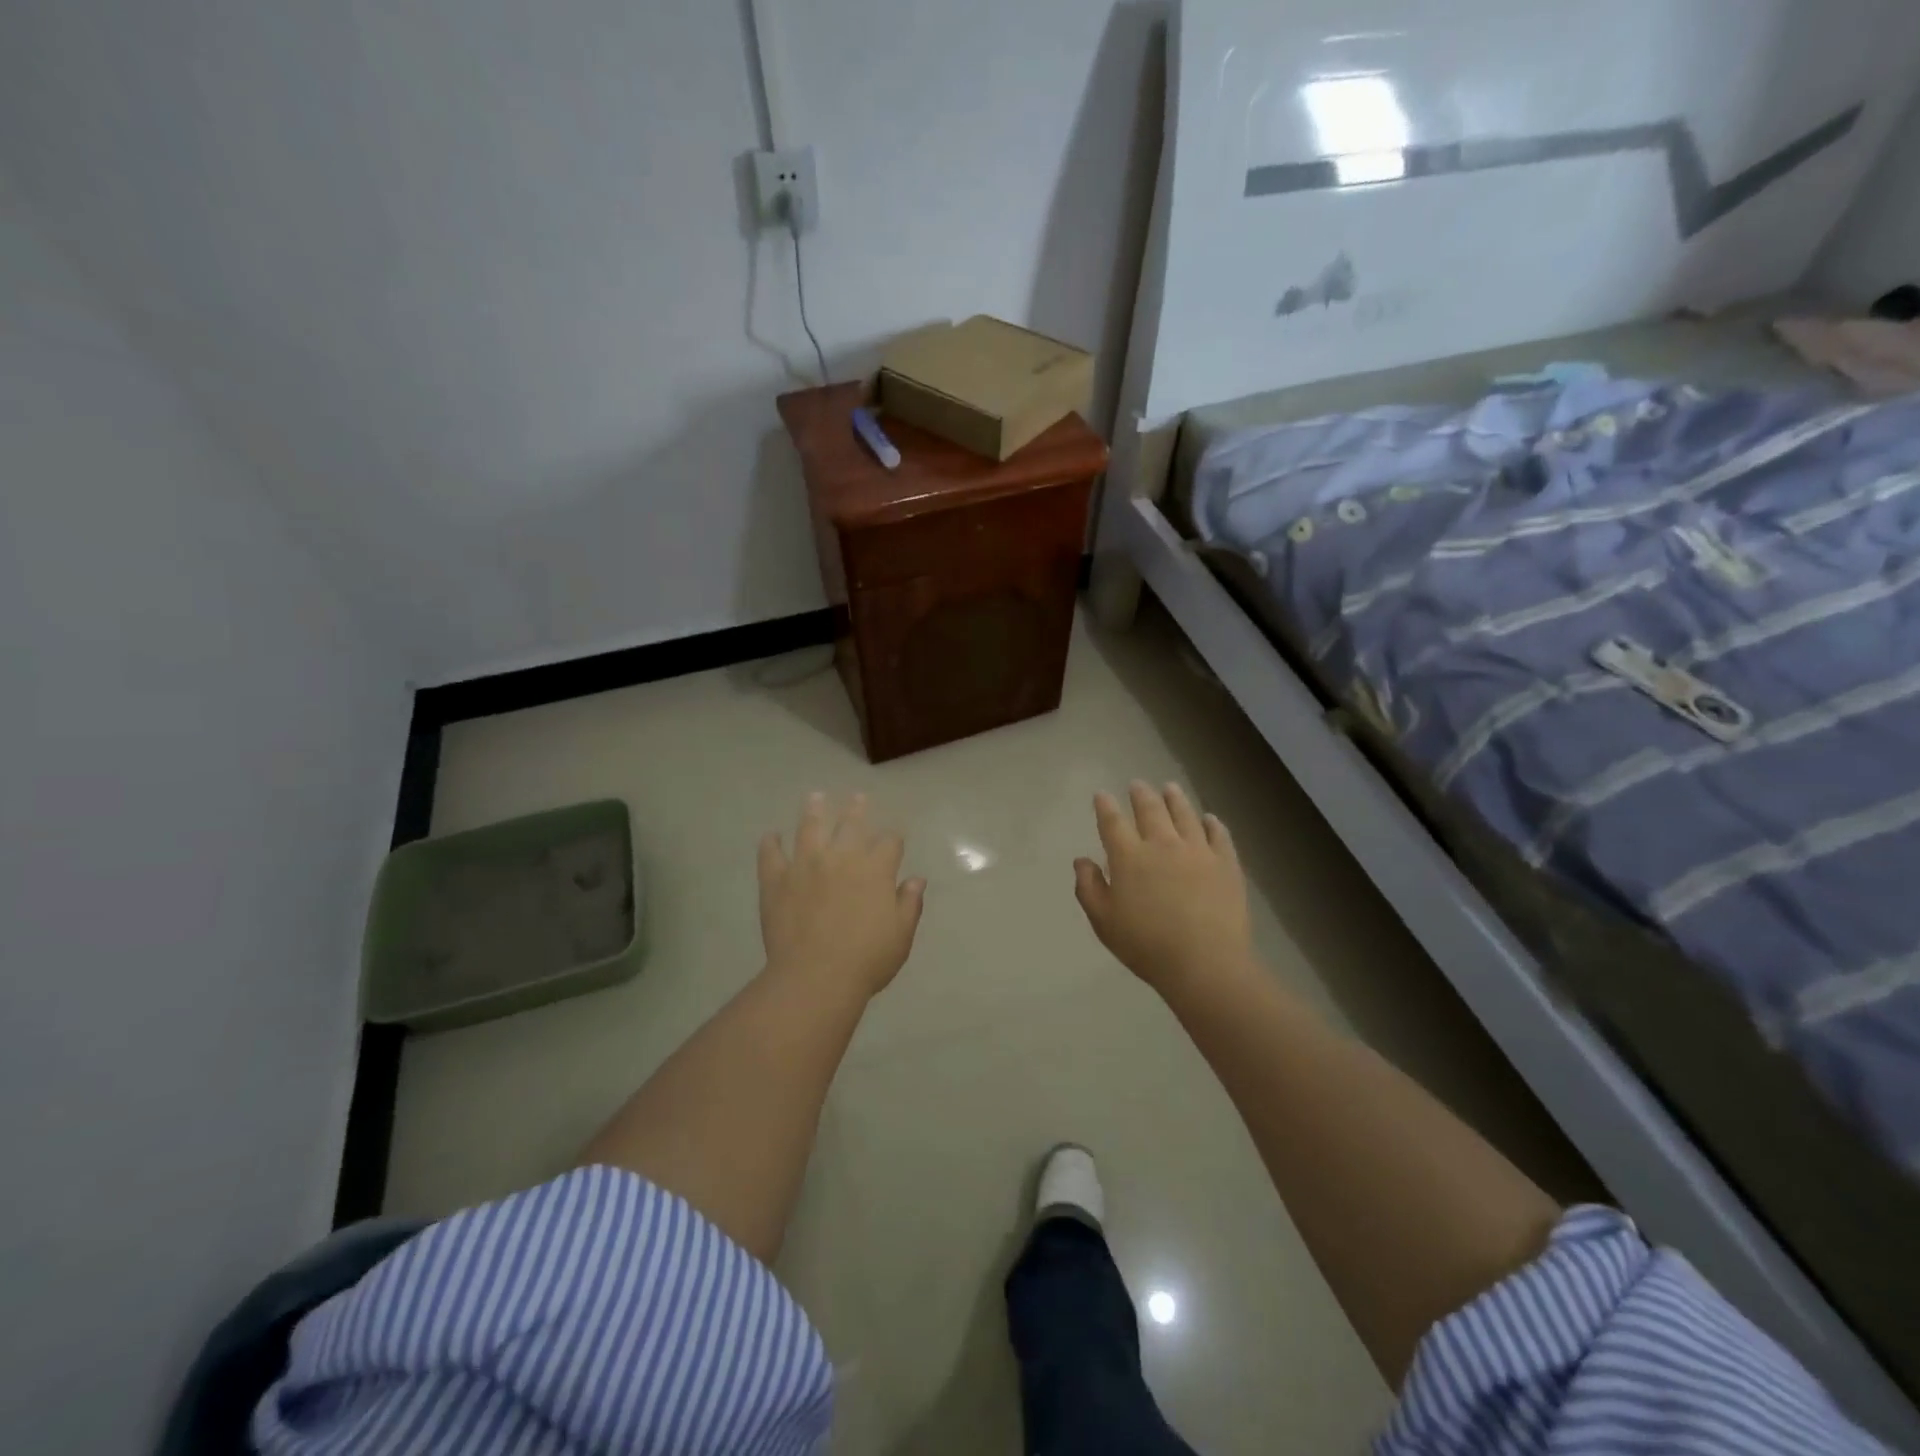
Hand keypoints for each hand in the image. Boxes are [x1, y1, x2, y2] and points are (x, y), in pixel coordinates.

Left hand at [758, 792, 925, 1000]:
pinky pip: (771, 854)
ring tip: (815, 798)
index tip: (894, 840)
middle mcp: (841, 857)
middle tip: (858, 797)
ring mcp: (805, 865)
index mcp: (876, 869)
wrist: (816, 977)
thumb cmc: (867, 960)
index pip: (889, 842)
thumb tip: (917, 879)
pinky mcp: (776, 879)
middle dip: (857, 809)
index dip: (893, 839)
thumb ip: (909, 903)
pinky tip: (771, 837)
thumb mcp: (901, 935)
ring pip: (810, 827)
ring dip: (814, 810)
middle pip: (851, 823)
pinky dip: (770, 844)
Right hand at [1073, 781, 1253, 993]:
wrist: (1205, 963)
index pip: (1113, 822)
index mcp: (1129, 857)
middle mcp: (1163, 844)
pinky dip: (1212, 823)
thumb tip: (1082, 861)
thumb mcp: (1104, 921)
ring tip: (1170, 788)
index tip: (1102, 795)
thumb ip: (1089, 887)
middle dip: (1141, 794)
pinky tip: (1209, 819)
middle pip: (1151, 810)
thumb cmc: (1147, 945)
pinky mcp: (1226, 864)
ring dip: (1175, 799)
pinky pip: (1219, 835)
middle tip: (1137, 784)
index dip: (1105, 806)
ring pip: (1185, 815)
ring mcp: (1198, 851)